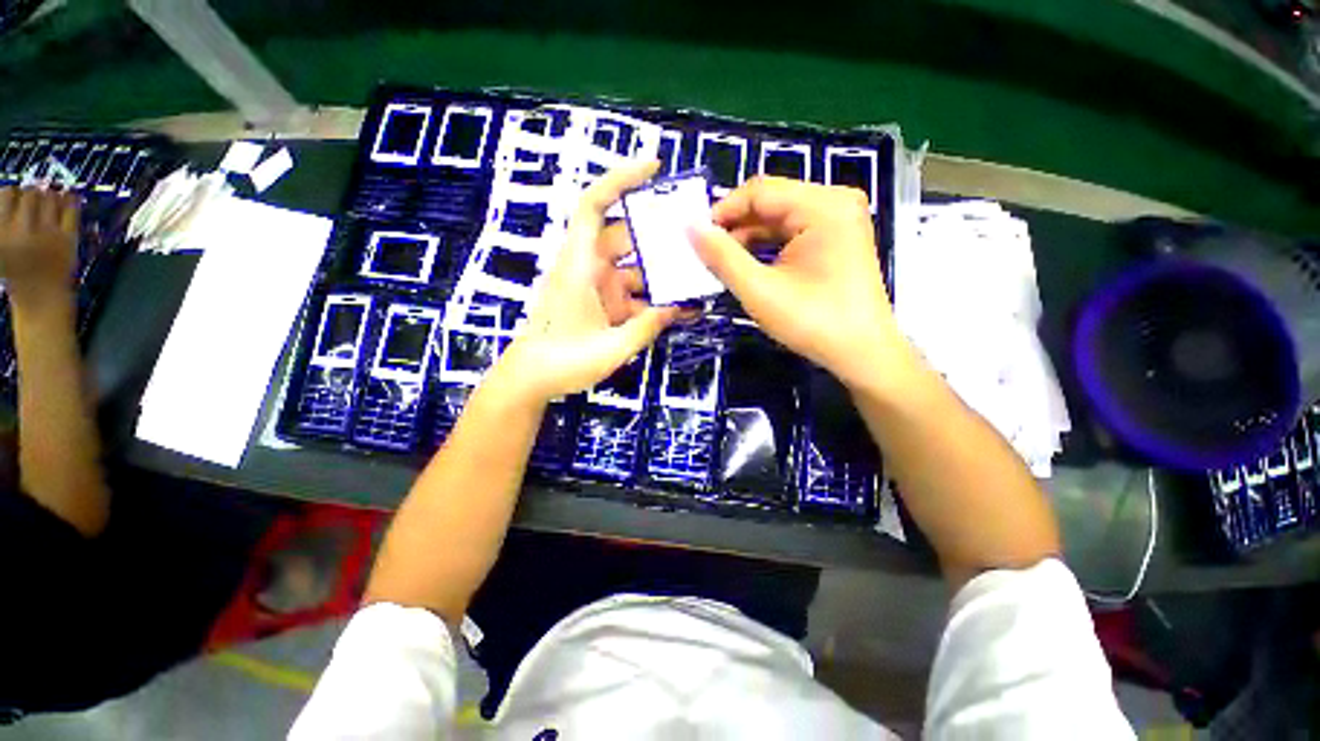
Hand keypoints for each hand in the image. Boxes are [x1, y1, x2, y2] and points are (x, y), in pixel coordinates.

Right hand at [0, 187, 78, 309]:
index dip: (14, 192)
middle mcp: (22, 230)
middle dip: (33, 193)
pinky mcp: (68, 239)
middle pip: (31, 192)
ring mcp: (47, 234)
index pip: (7, 192)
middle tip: (34, 199)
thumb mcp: (1, 246)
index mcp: (1, 231)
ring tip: (49, 200)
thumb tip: (10, 191)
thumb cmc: (17, 272)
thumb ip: (4, 221)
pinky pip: (71, 209)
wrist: (41, 299)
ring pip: (51, 197)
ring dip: (51, 194)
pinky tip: (69, 197)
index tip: (17, 197)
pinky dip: (71, 199)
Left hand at [493, 161, 680, 402]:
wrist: (531, 381)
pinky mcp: (602, 306)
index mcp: (580, 265)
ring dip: (663, 277)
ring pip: (636, 271)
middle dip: (661, 237)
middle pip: (628, 239)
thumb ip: (648, 326)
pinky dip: (654, 302)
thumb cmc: (562, 361)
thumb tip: (680, 308)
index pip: (594, 206)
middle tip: (700, 239)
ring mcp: (597, 288)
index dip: (621, 180)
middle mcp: (588, 269)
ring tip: (699, 282)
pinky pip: (634, 296)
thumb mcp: (611, 347)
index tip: (655, 167)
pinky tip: (680, 312)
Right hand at [690, 176, 907, 389]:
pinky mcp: (837, 239)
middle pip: (770, 202)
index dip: (722, 212)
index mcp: (822, 205)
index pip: (759, 191)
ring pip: (779, 218)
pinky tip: (750, 267)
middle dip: (735, 228)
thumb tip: (690, 227)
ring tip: (723, 264)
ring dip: (749, 239)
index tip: (696, 239)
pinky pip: (793, 232)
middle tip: (707, 255)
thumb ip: (722, 257)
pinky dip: (768, 247)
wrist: (862, 354)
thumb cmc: (813, 322)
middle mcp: (835, 201)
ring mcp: (839, 220)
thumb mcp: (759, 290)